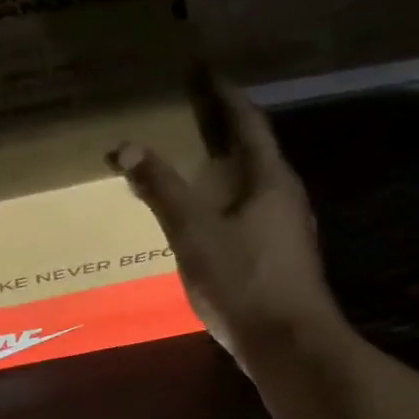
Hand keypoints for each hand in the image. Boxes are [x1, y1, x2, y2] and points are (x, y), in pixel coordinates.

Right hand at [111, 80, 342, 362]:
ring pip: (253, 184)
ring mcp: (287, 229)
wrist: (290, 346)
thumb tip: (127, 146)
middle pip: (255, 150)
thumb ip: (162, 189)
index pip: (248, 122)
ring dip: (226, 166)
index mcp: (270, 179)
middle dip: (224, 128)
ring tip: (193, 160)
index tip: (204, 72)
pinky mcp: (281, 257)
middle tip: (190, 114)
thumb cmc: (244, 281)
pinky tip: (207, 215)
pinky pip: (251, 212)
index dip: (225, 95)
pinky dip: (227, 199)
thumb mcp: (194, 233)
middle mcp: (286, 196)